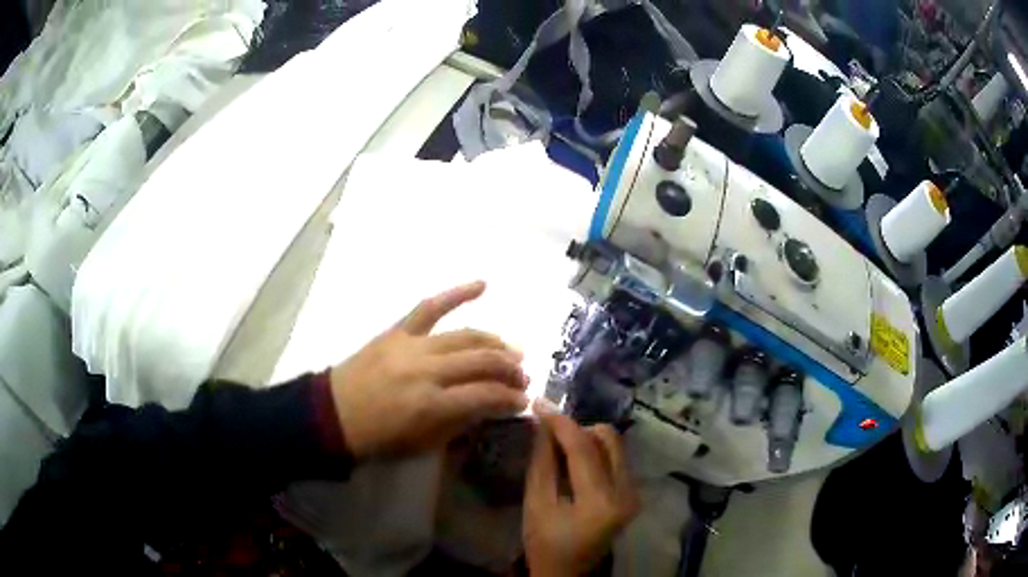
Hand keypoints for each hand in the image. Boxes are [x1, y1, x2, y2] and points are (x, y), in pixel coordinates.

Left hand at [329, 281, 528, 459]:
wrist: (334, 414)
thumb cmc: (380, 438)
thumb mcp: (424, 444)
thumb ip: (461, 422)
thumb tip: (492, 405)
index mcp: (431, 404)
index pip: (486, 394)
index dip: (511, 398)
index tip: (523, 401)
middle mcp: (426, 370)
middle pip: (482, 360)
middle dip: (510, 370)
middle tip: (522, 378)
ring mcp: (411, 345)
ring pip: (465, 335)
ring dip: (495, 342)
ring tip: (512, 352)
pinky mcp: (397, 331)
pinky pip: (429, 307)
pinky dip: (457, 294)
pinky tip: (483, 285)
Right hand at [523, 408, 639, 576]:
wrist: (567, 571)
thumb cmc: (545, 543)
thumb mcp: (536, 504)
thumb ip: (542, 462)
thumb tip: (544, 423)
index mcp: (601, 501)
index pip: (583, 448)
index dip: (561, 423)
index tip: (541, 404)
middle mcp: (627, 492)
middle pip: (607, 438)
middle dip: (577, 430)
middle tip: (550, 435)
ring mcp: (634, 493)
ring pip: (614, 445)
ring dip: (586, 440)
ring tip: (560, 451)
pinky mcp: (632, 493)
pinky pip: (615, 458)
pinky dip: (594, 453)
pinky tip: (574, 464)